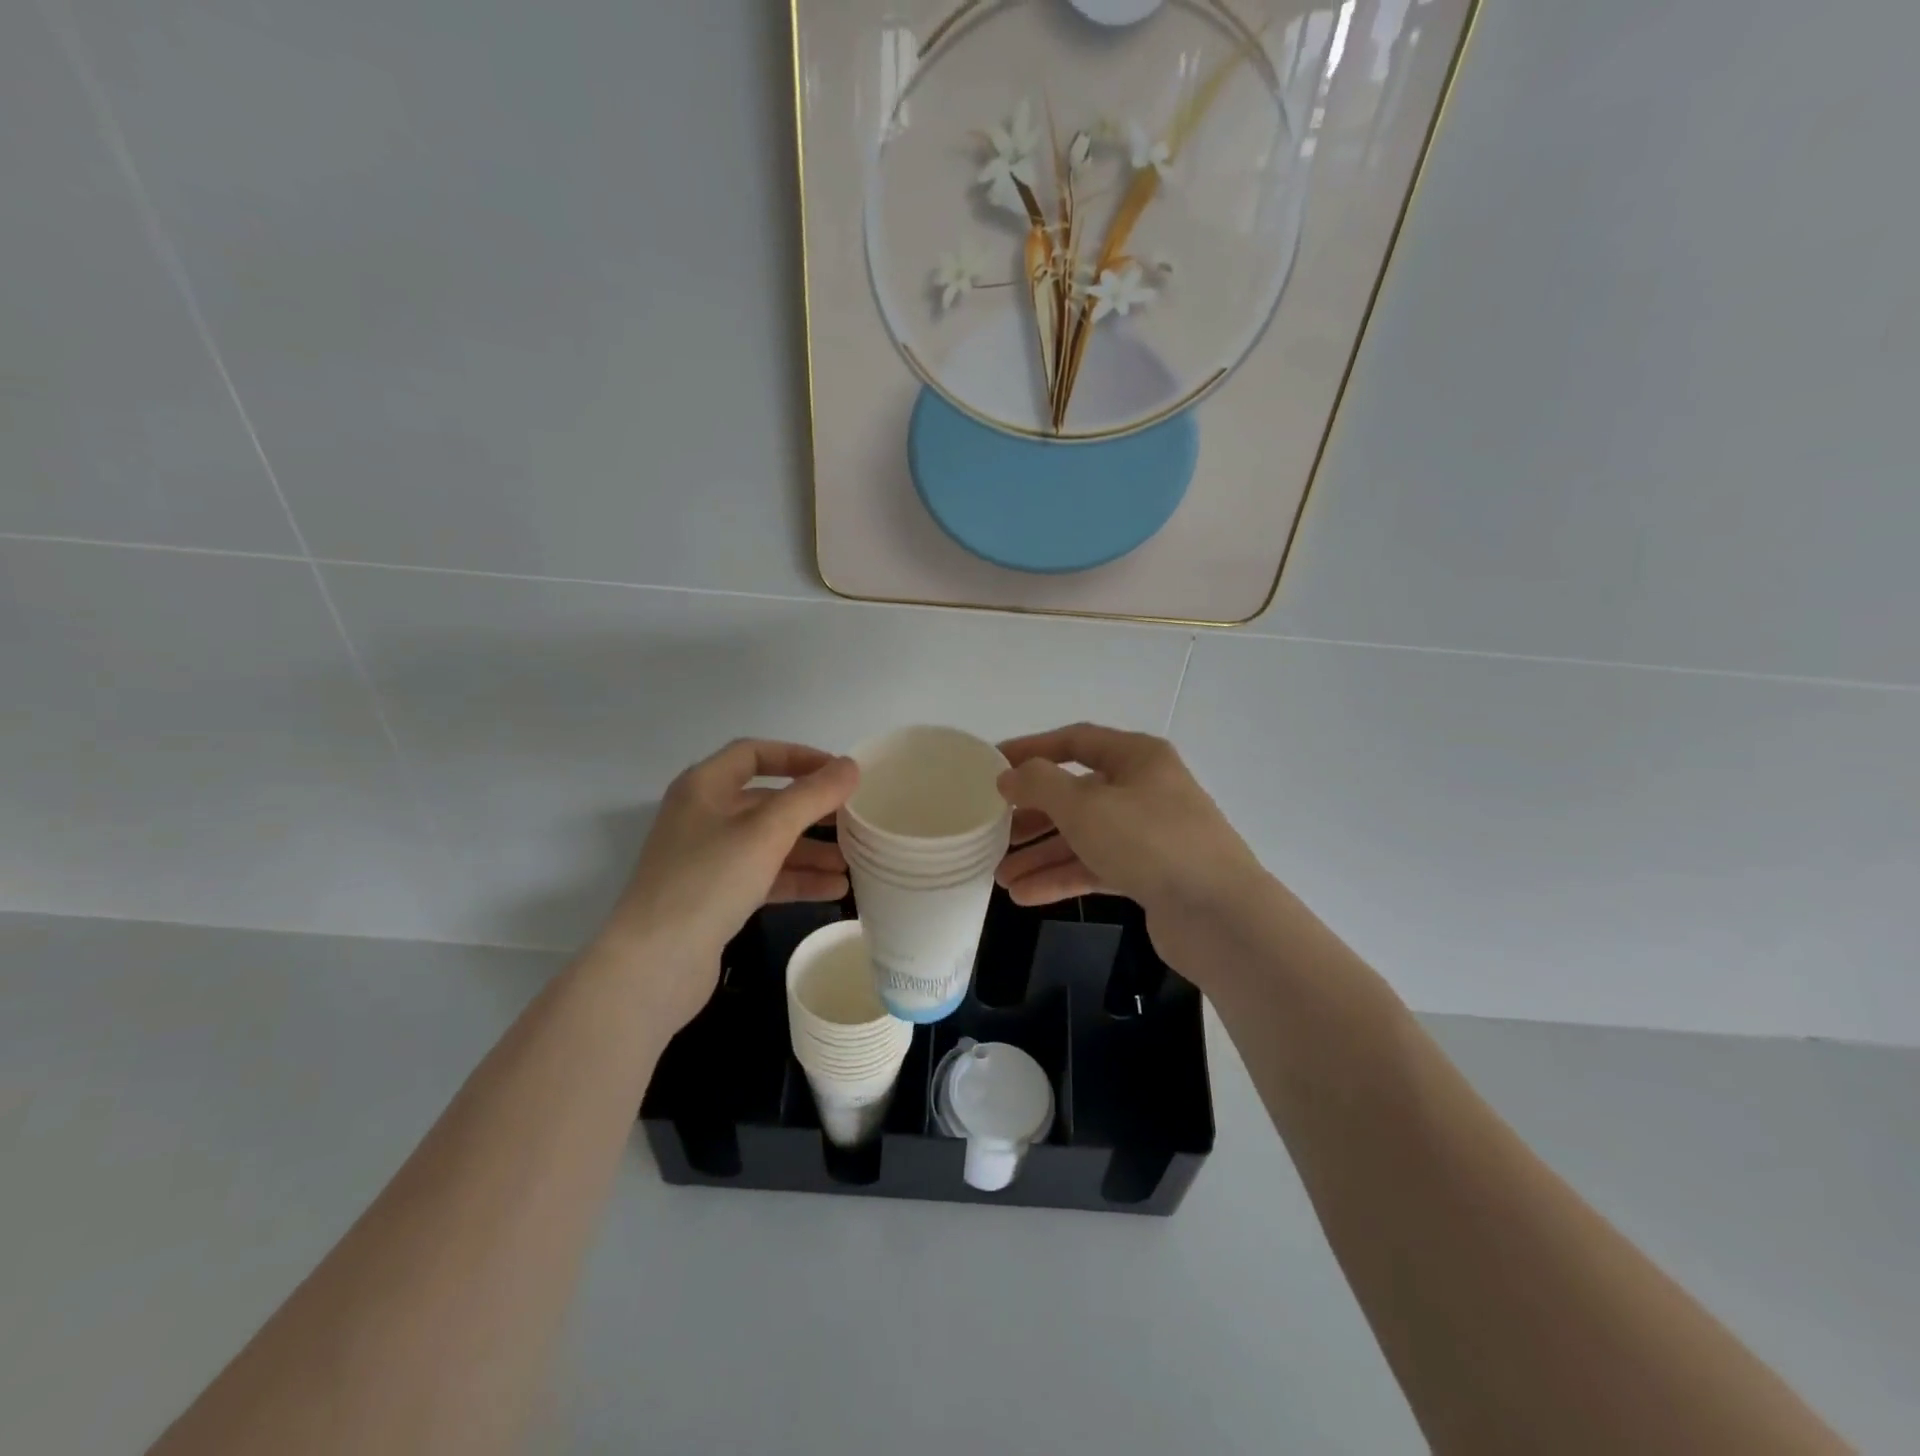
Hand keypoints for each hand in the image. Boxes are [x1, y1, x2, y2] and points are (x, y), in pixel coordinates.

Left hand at [598, 740, 857, 1028]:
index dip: (798, 756)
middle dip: (812, 809)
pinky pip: (764, 876)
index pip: (754, 753)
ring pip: (768, 842)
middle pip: (766, 801)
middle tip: (854, 818)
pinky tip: (834, 889)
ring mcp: (707, 859)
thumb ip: (811, 796)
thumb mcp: (766, 831)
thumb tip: (850, 766)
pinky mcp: (715, 897)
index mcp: (704, 787)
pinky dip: (797, 879)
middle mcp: (703, 816)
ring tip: (853, 860)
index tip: (838, 771)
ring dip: (810, 849)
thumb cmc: (708, 880)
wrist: (654, 964)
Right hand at [995, 723, 1267, 975]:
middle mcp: (1144, 789)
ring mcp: (1149, 834)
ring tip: (1000, 875)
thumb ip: (1039, 784)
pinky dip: (1062, 878)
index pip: (1074, 741)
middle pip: (1076, 793)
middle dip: (1032, 814)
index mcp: (1136, 757)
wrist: (1219, 914)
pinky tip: (1024, 896)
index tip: (993, 764)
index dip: (1031, 749)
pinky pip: (1096, 867)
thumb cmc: (1149, 841)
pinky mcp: (1150, 874)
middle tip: (993, 830)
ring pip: (1084, 836)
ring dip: (1041, 853)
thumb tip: (1009, 776)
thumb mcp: (1084, 805)